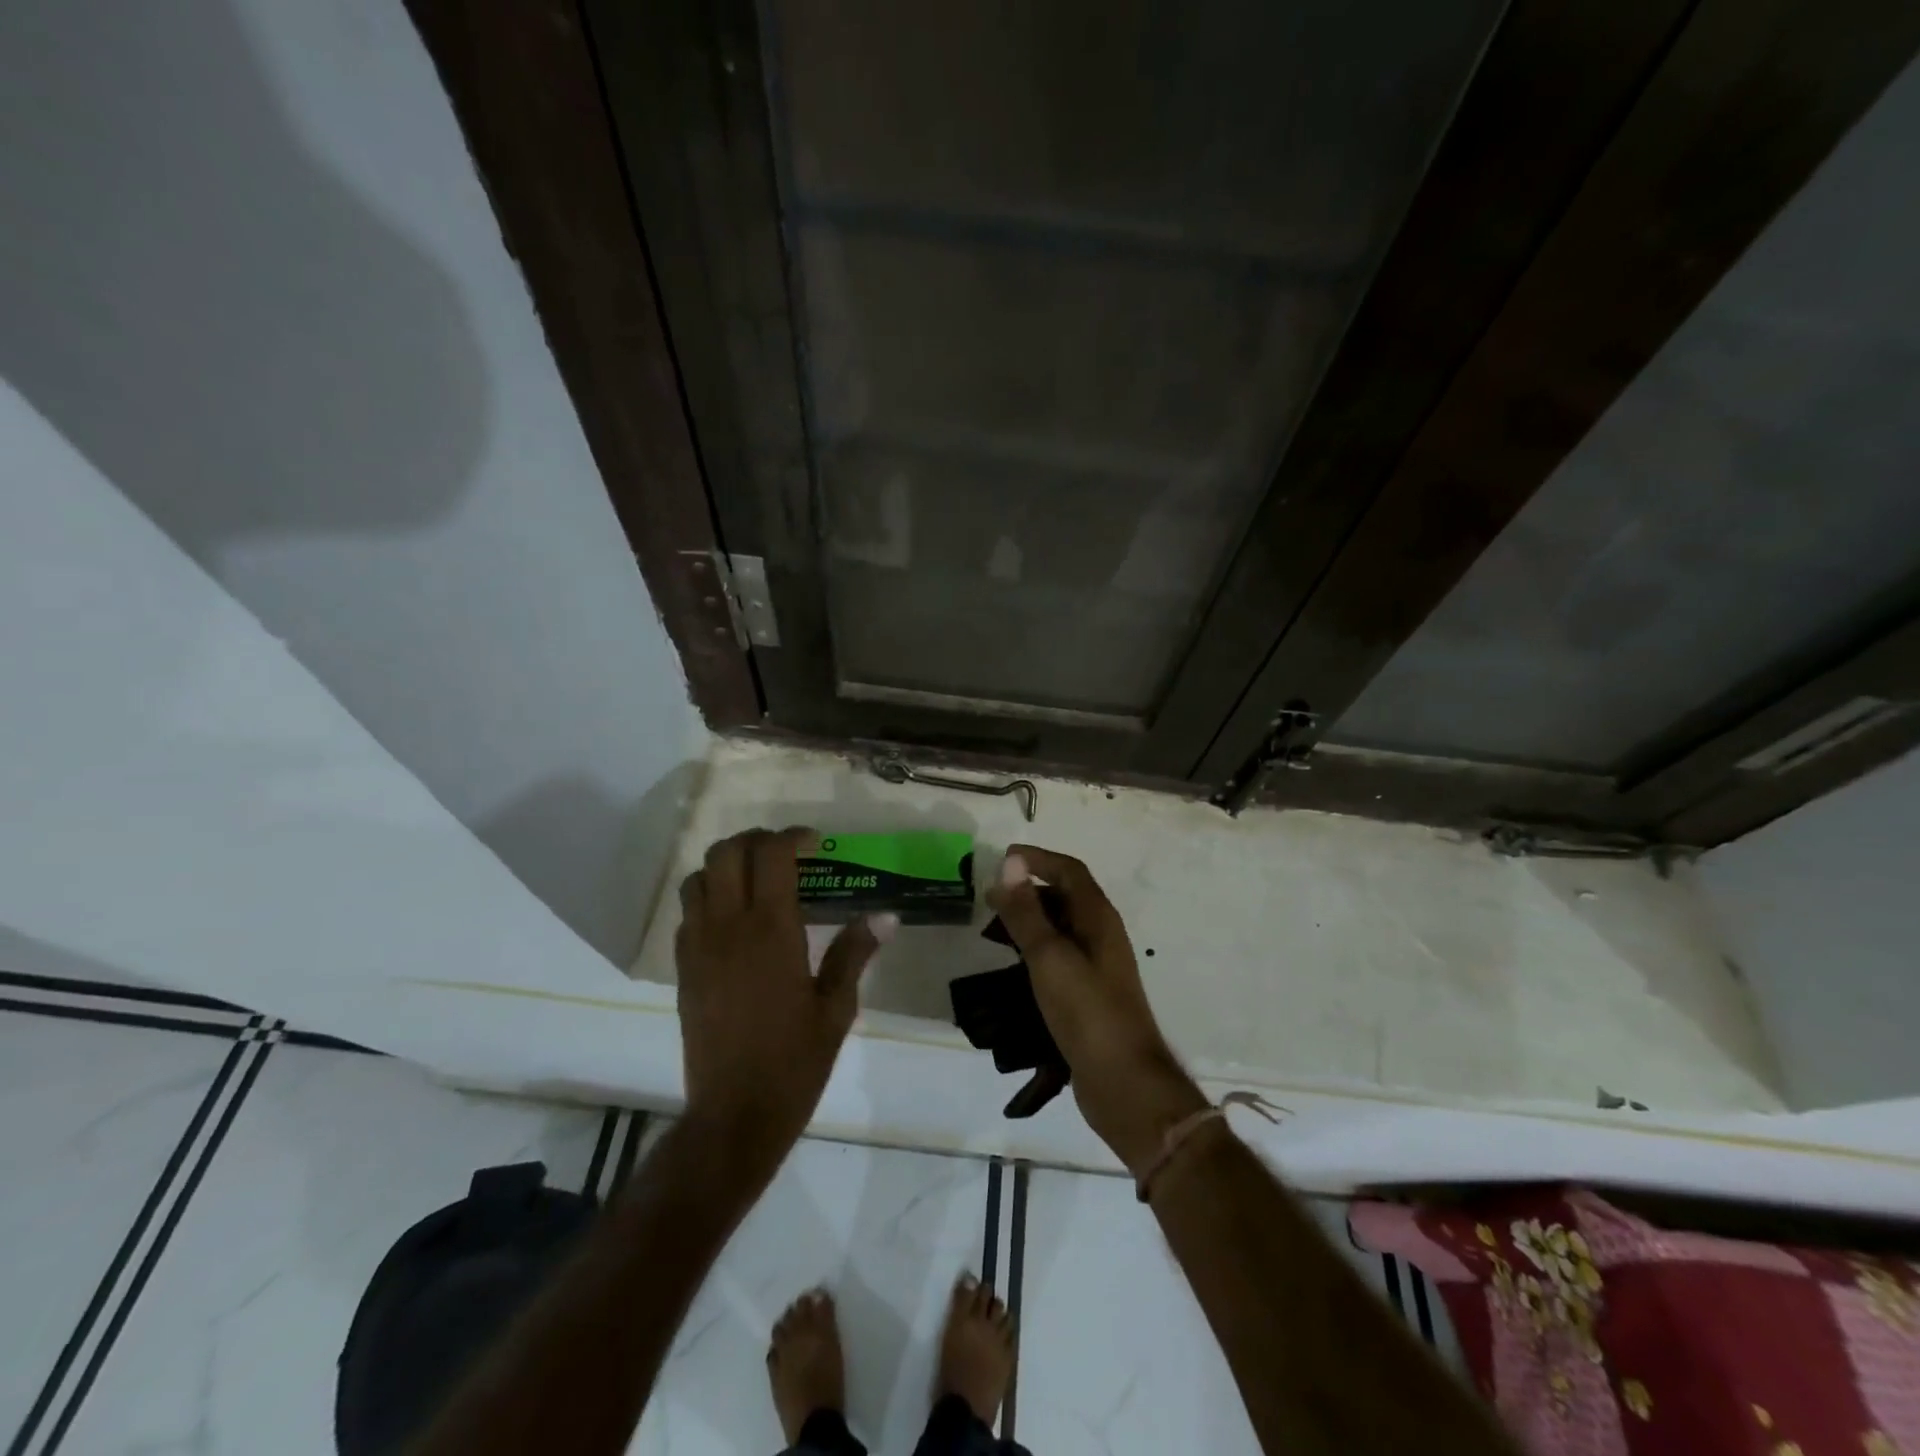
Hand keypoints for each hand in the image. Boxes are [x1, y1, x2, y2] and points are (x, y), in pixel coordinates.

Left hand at [675, 828, 892, 1176]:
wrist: (734, 1114)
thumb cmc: (794, 1061)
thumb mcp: (836, 1008)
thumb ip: (855, 953)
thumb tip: (886, 916)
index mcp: (772, 931)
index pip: (772, 855)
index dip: (793, 837)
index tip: (815, 844)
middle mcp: (729, 927)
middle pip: (727, 852)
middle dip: (757, 840)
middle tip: (785, 853)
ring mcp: (699, 946)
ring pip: (699, 877)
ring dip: (727, 864)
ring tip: (756, 878)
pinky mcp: (682, 968)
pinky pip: (688, 912)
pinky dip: (709, 896)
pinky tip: (733, 919)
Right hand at [985, 846, 1207, 1173]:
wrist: (1124, 1082)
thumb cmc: (1087, 1012)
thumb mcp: (1049, 957)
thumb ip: (1027, 912)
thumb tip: (1011, 863)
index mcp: (1098, 918)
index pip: (1069, 871)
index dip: (1038, 859)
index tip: (1002, 859)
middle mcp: (1101, 935)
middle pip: (1066, 897)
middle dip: (1029, 891)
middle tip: (990, 899)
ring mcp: (1097, 967)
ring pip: (1061, 929)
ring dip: (1030, 922)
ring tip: (994, 932)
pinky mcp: (1089, 995)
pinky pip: (1059, 958)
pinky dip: (1035, 951)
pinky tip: (1014, 968)